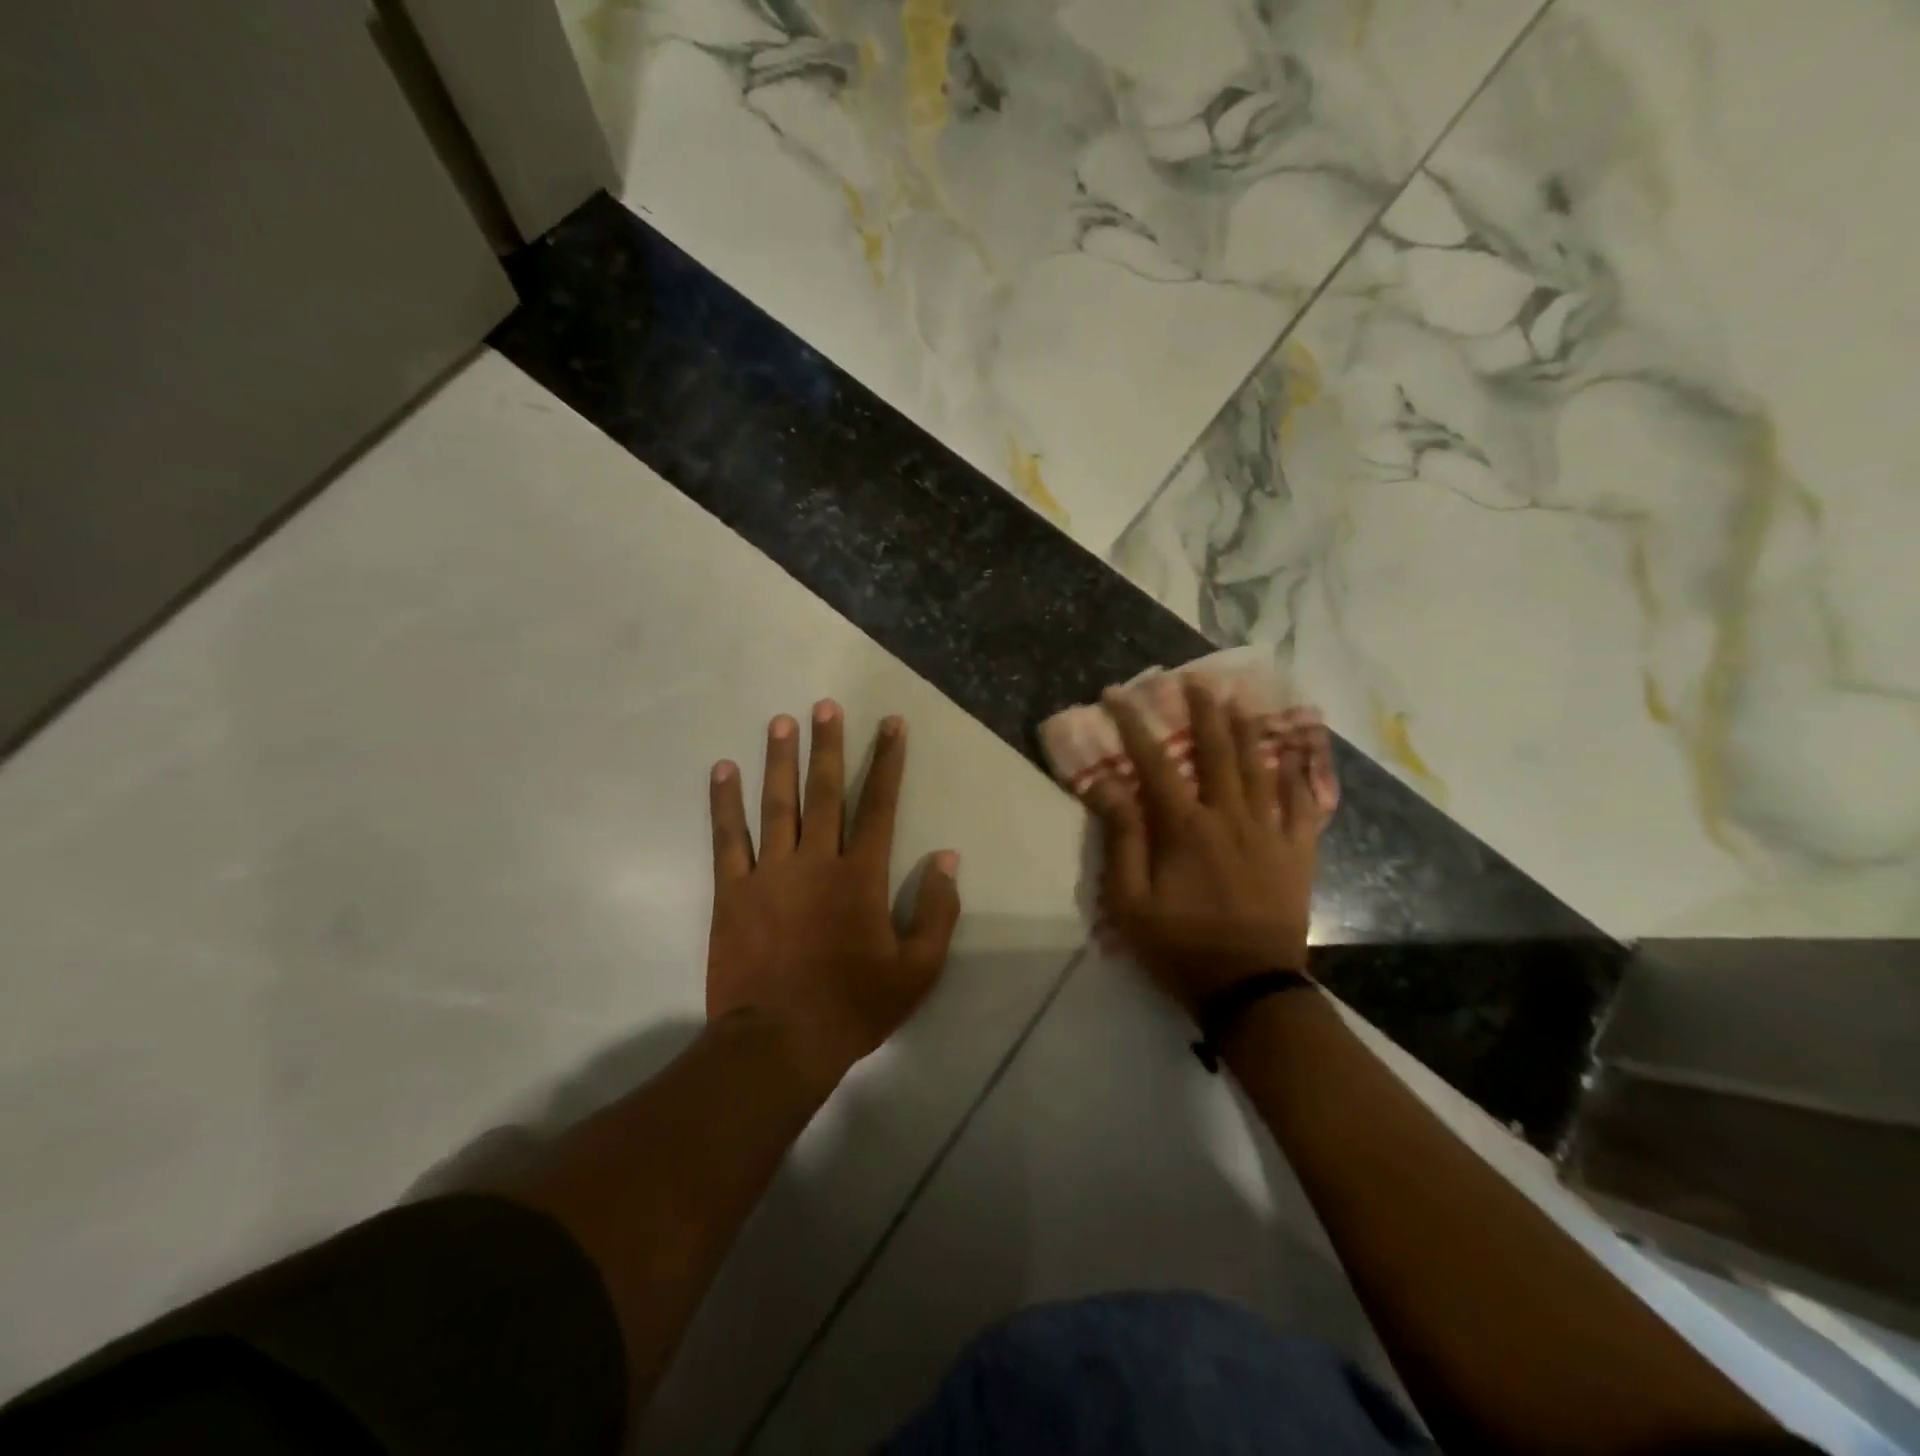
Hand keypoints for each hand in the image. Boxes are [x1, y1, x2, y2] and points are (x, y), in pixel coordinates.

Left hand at [707, 701, 961, 1086]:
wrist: (779, 1042)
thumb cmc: (854, 1006)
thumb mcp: (917, 970)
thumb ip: (937, 911)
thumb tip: (946, 858)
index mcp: (861, 876)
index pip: (879, 805)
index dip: (887, 761)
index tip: (891, 724)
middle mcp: (816, 861)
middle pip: (824, 791)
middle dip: (828, 745)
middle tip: (825, 705)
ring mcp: (770, 872)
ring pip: (776, 803)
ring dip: (779, 760)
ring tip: (781, 721)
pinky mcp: (732, 891)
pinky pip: (727, 838)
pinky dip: (724, 802)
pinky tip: (722, 770)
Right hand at [1087, 676, 1327, 1015]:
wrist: (1249, 988)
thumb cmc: (1180, 946)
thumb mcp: (1130, 901)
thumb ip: (1121, 838)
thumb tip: (1106, 784)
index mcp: (1186, 827)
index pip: (1154, 762)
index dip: (1134, 725)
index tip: (1117, 695)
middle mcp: (1231, 816)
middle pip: (1216, 751)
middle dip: (1203, 710)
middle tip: (1195, 678)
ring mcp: (1270, 832)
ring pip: (1260, 766)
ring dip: (1247, 729)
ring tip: (1240, 698)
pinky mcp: (1297, 852)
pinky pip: (1303, 803)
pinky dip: (1299, 774)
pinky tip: (1297, 753)